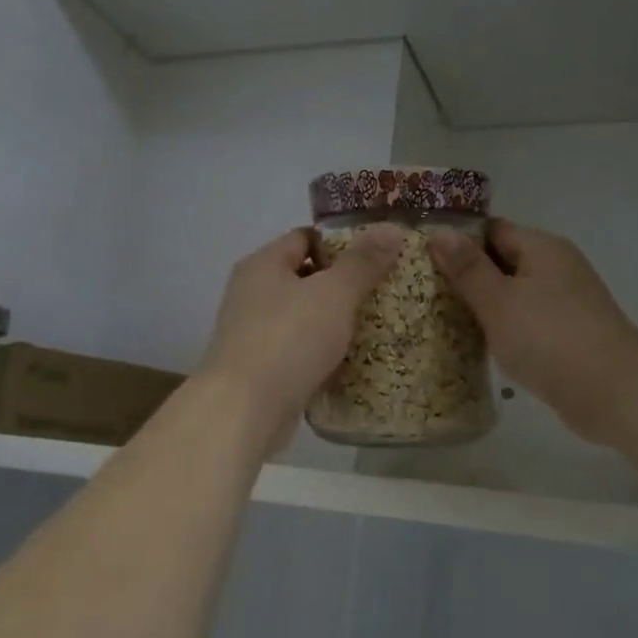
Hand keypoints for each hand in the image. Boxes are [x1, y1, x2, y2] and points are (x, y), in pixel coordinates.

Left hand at [198, 226, 406, 449]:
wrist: (245, 409)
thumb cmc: (290, 339)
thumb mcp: (335, 293)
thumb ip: (363, 262)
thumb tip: (391, 229)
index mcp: (263, 264)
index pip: (305, 238)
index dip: (341, 244)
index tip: (377, 258)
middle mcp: (251, 293)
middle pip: (304, 278)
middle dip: (342, 286)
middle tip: (383, 294)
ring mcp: (252, 333)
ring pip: (303, 318)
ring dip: (333, 323)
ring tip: (374, 328)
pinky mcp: (260, 369)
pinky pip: (298, 351)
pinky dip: (321, 354)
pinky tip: (349, 363)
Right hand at [429, 220, 637, 446]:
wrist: (614, 393)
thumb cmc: (550, 339)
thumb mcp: (499, 301)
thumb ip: (468, 268)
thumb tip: (439, 232)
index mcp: (542, 248)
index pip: (490, 230)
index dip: (456, 241)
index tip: (420, 260)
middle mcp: (556, 267)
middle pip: (502, 261)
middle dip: (465, 276)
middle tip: (421, 292)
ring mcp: (564, 302)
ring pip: (512, 294)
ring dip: (482, 305)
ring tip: (439, 318)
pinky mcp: (567, 334)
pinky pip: (525, 321)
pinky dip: (502, 328)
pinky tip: (477, 344)